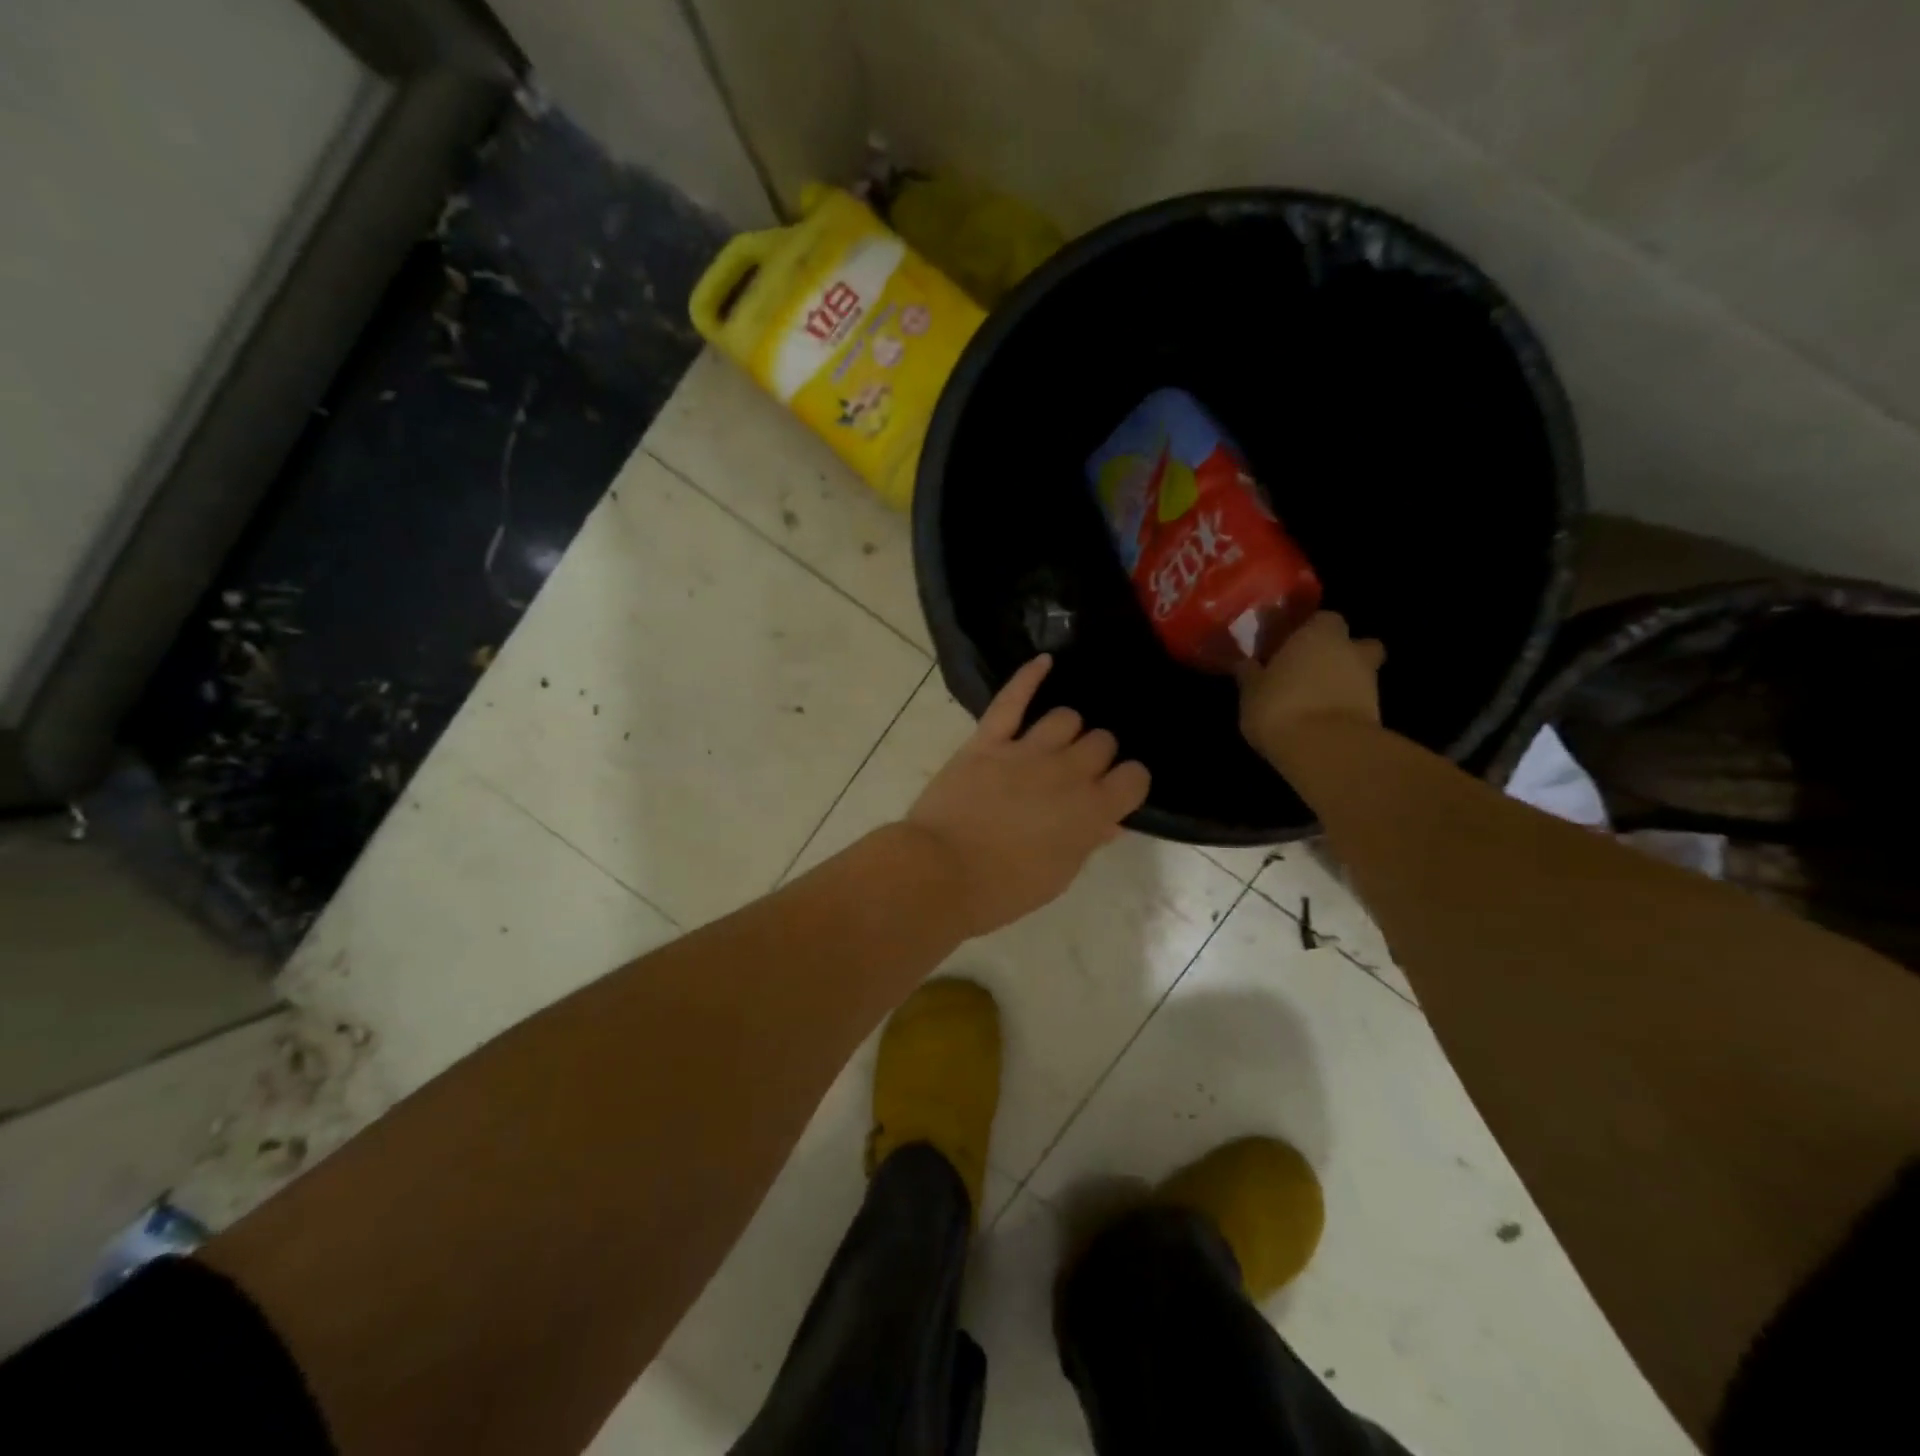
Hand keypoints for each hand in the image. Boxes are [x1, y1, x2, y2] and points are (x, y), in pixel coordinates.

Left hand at [906, 656, 1150, 938]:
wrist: (941, 874)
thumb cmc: (1003, 888)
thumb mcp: (1058, 876)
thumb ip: (1087, 840)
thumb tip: (1109, 820)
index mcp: (1092, 811)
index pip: (1135, 777)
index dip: (1128, 782)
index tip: (1115, 790)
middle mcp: (1068, 773)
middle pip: (1102, 742)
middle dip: (1097, 755)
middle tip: (1079, 772)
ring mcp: (1027, 751)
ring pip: (1066, 717)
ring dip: (1067, 729)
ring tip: (1056, 742)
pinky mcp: (988, 740)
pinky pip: (1012, 699)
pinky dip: (1029, 676)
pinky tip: (1044, 661)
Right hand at [1237, 611, 1385, 763]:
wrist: (1325, 750)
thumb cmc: (1280, 707)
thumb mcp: (1251, 691)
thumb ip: (1250, 673)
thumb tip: (1244, 663)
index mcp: (1318, 634)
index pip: (1322, 619)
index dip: (1308, 631)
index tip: (1290, 646)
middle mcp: (1350, 650)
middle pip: (1354, 644)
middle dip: (1339, 654)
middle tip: (1311, 670)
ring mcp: (1369, 682)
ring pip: (1359, 674)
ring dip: (1342, 683)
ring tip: (1313, 703)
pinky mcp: (1376, 714)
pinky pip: (1358, 703)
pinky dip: (1345, 709)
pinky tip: (1322, 723)